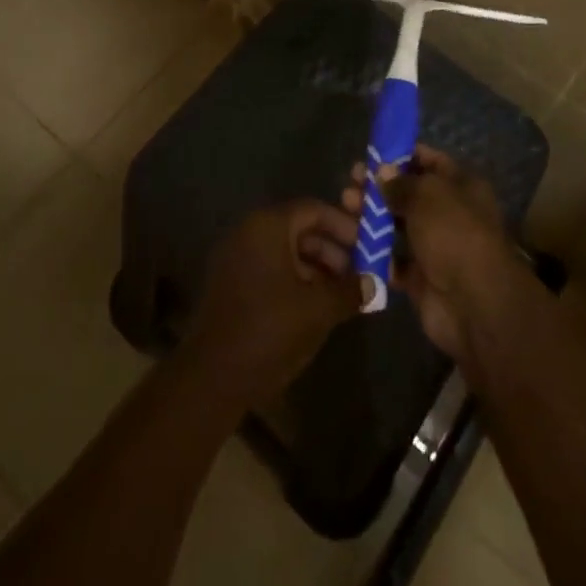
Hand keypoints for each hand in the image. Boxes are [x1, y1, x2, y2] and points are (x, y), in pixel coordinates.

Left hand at [181, 199, 362, 405]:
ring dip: (316, 267)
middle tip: (359, 275)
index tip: (368, 246)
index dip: (344, 226)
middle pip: (299, 228)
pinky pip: (270, 267)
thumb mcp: (318, 310)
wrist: (211, 376)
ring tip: (341, 295)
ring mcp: (237, 256)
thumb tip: (375, 283)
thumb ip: (349, 291)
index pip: (314, 209)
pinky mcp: (231, 282)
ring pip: (285, 250)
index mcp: (268, 226)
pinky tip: (314, 307)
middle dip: (332, 250)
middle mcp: (249, 231)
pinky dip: (295, 279)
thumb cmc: (268, 330)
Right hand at [362, 147, 527, 360]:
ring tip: (346, 206)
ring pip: (397, 226)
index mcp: (461, 187)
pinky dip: (374, 252)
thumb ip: (401, 183)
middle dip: (379, 187)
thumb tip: (383, 172)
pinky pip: (393, 260)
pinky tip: (351, 240)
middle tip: (351, 181)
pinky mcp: (421, 278)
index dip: (402, 156)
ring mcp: (435, 247)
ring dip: (372, 217)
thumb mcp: (427, 195)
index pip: (430, 162)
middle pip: (409, 194)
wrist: (474, 305)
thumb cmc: (454, 233)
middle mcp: (449, 214)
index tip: (373, 155)